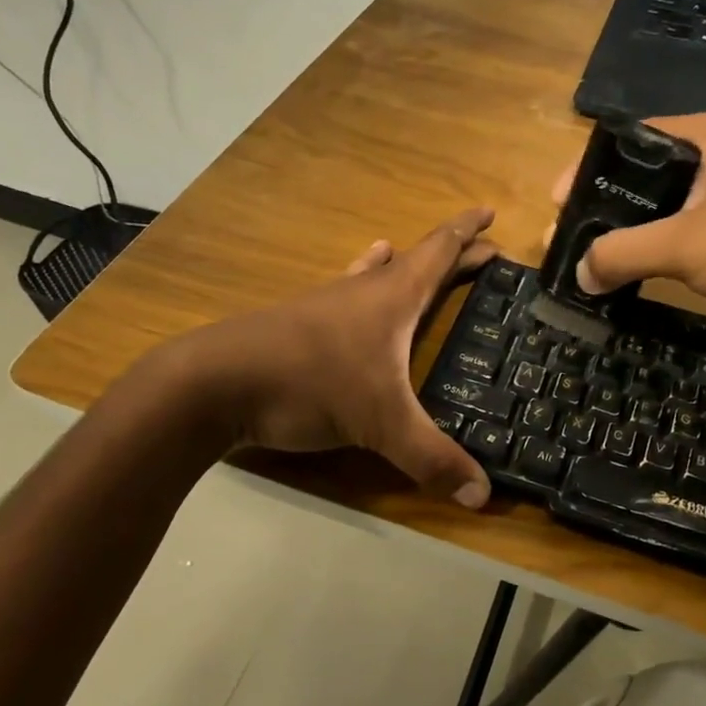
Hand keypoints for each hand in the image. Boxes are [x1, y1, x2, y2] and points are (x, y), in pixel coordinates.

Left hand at [174, 208, 498, 506]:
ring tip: (408, 255)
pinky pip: (345, 294)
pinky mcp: (299, 325)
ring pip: (375, 273)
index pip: (440, 251)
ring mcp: (327, 305)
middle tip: (483, 249)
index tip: (491, 210)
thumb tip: (482, 495)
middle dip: (452, 253)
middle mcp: (363, 291)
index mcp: (393, 297)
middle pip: (416, 261)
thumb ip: (432, 458)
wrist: (215, 383)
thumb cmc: (310, 384)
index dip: (468, 231)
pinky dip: (360, 284)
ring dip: (401, 265)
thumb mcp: (380, 424)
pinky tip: (351, 288)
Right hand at [556, 112, 705, 338]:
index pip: (630, 139)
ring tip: (592, 260)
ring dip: (630, 233)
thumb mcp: (683, 245)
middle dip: (605, 207)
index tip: (559, 204)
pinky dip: (658, 250)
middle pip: (644, 174)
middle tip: (569, 238)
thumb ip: (622, 254)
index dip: (589, 168)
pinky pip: (686, 232)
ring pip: (665, 207)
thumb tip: (579, 273)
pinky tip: (632, 273)